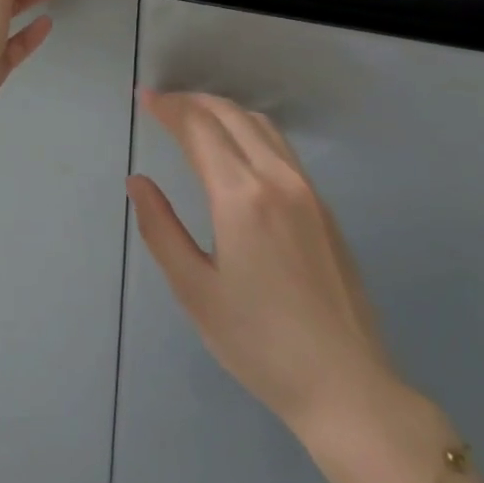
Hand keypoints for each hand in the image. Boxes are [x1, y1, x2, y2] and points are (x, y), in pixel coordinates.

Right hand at [127, 91, 406, 441]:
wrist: (345, 384)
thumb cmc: (258, 342)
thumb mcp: (194, 289)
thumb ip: (161, 228)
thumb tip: (138, 182)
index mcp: (241, 197)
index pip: (200, 129)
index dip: (169, 108)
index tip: (143, 98)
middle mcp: (279, 181)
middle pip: (233, 116)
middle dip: (194, 102)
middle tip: (162, 103)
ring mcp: (309, 192)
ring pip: (263, 128)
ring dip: (225, 112)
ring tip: (194, 117)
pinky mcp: (325, 209)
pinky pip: (283, 149)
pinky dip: (250, 131)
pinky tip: (236, 150)